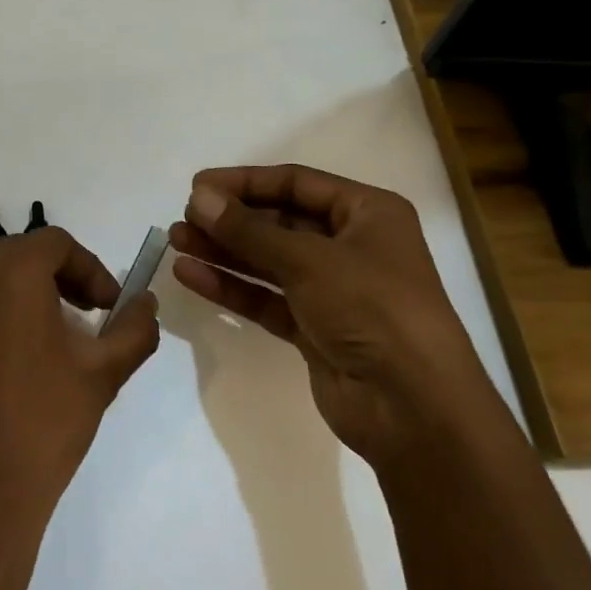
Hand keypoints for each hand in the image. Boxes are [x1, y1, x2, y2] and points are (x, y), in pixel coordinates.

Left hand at [0, 228, 159, 542]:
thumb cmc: (45, 425)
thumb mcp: (104, 373)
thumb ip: (135, 327)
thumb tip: (146, 301)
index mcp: (10, 270)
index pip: (55, 244)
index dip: (88, 269)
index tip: (104, 308)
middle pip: (11, 256)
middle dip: (47, 279)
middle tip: (71, 318)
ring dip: (4, 298)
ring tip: (25, 341)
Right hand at [170, 165, 486, 465]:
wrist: (414, 408)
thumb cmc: (373, 309)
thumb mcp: (309, 260)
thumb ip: (249, 229)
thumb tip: (198, 198)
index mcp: (368, 213)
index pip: (296, 183)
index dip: (246, 181)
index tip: (198, 185)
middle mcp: (352, 245)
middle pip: (280, 221)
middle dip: (231, 219)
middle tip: (184, 216)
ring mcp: (333, 290)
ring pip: (268, 261)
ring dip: (224, 251)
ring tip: (176, 241)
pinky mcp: (315, 328)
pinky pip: (266, 298)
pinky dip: (232, 287)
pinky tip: (191, 275)